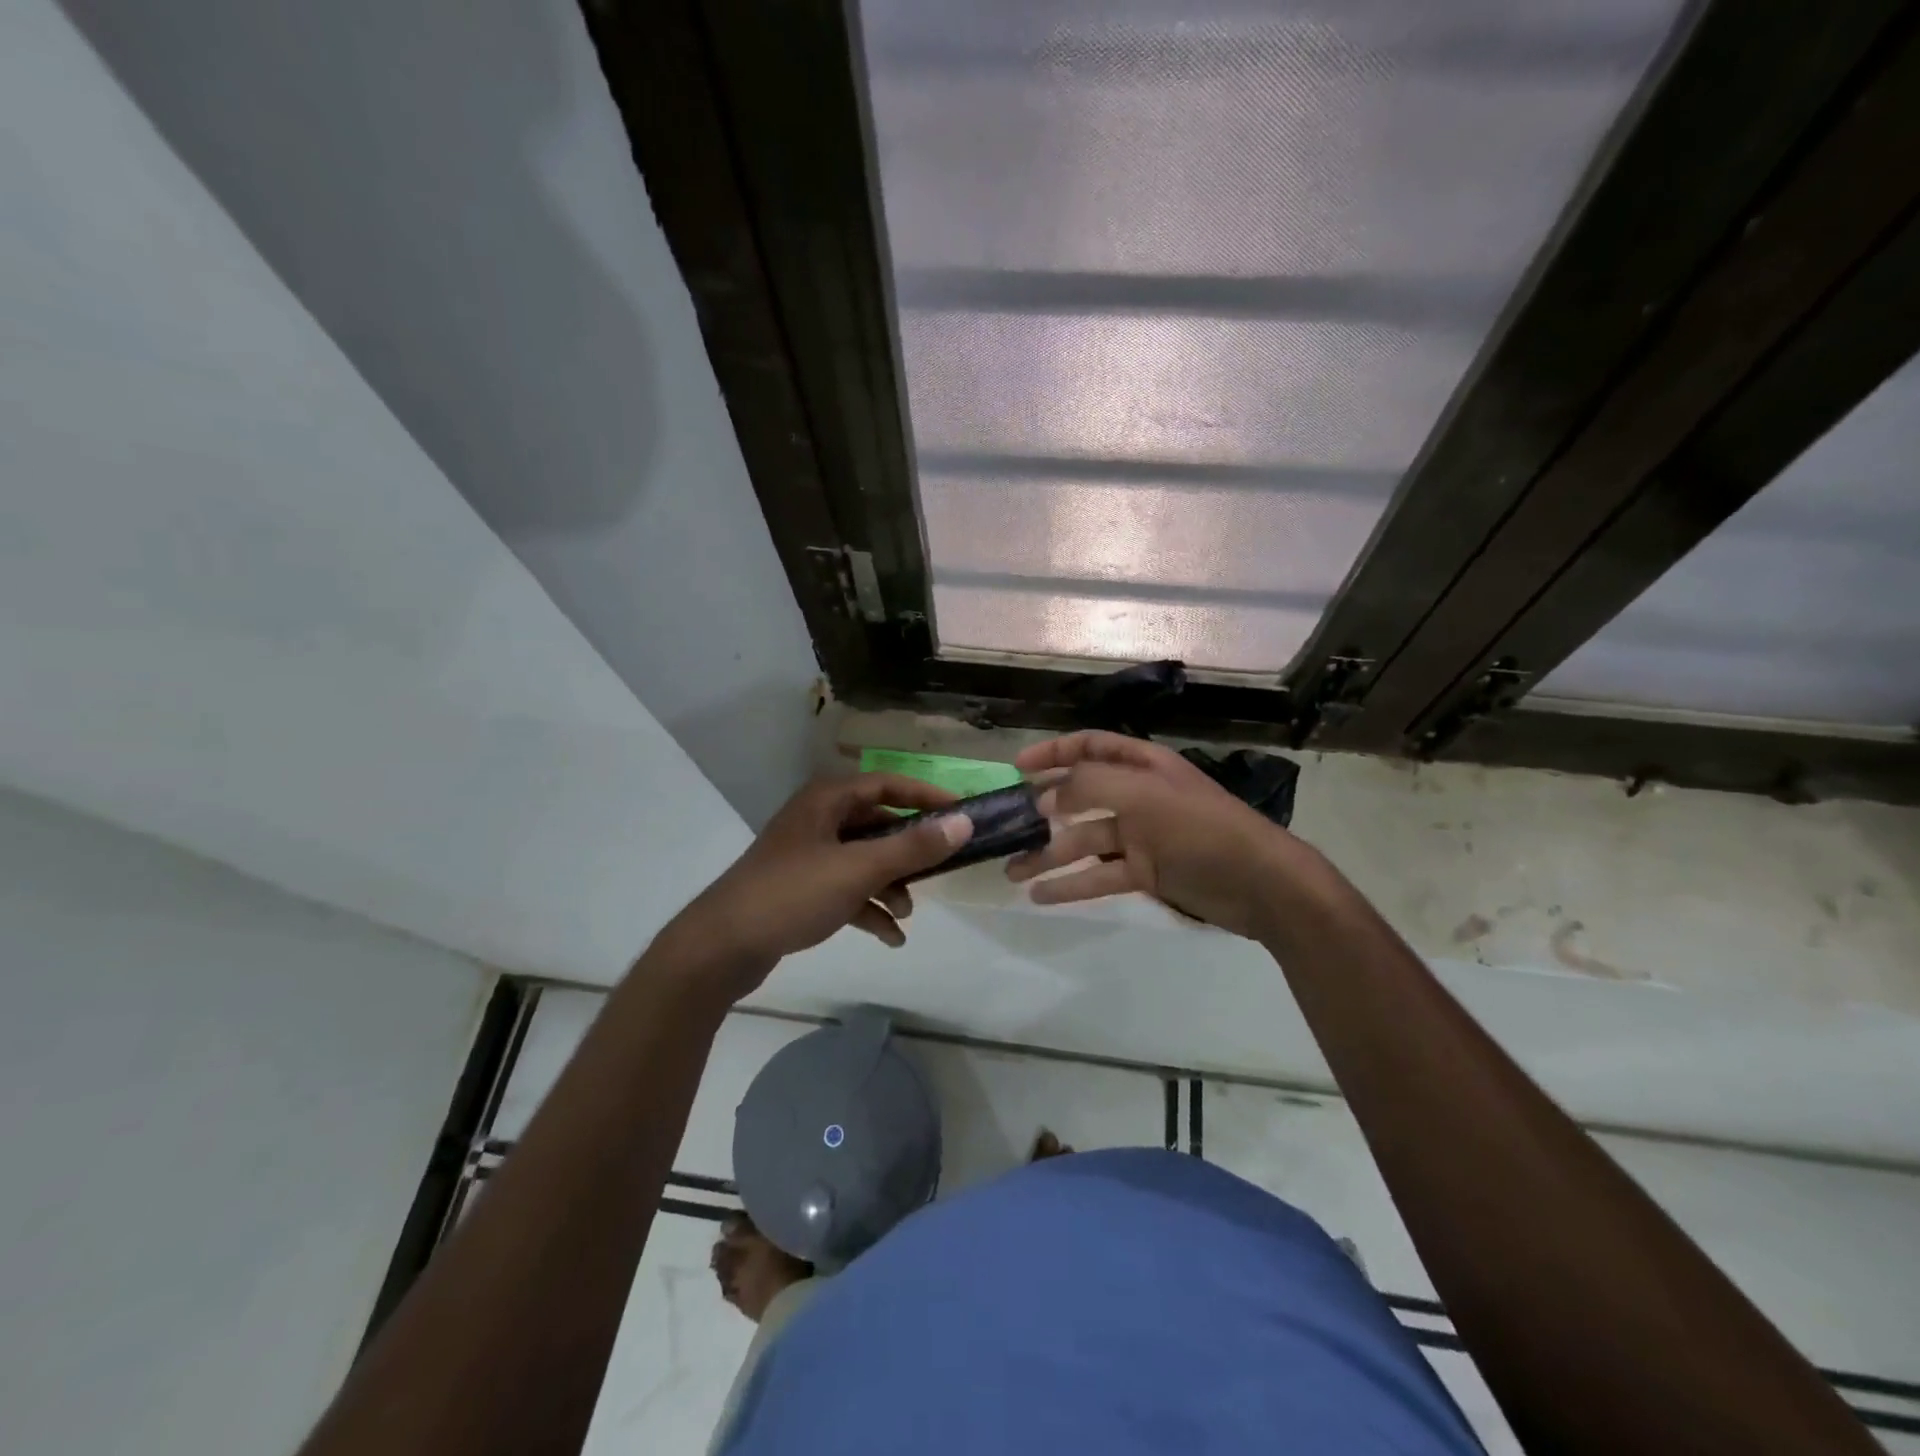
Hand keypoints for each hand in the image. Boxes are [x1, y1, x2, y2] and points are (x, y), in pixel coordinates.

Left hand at [658, 773, 972, 996]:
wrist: (722, 947)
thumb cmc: (792, 894)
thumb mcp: (859, 869)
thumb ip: (913, 847)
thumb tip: (963, 823)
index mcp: (827, 800)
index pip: (887, 784)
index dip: (926, 796)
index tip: (961, 813)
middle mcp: (818, 820)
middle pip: (877, 824)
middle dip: (909, 850)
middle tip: (942, 868)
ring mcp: (808, 855)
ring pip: (864, 859)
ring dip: (890, 884)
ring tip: (908, 914)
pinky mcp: (802, 888)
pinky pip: (847, 889)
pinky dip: (869, 907)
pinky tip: (890, 937)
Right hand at [1005, 731, 1296, 937]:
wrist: (1260, 883)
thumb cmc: (1201, 827)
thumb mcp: (1144, 795)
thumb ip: (1089, 787)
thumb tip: (1044, 796)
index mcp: (1142, 765)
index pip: (1090, 747)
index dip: (1053, 754)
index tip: (1017, 769)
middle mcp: (1138, 796)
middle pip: (1080, 797)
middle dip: (1042, 811)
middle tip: (1006, 828)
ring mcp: (1141, 836)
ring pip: (1084, 840)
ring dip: (1048, 855)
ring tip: (1011, 871)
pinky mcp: (1146, 873)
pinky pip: (1099, 875)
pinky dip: (1071, 884)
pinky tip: (1041, 896)